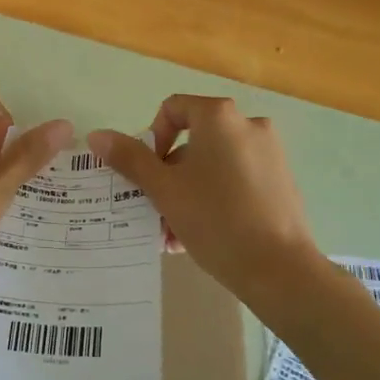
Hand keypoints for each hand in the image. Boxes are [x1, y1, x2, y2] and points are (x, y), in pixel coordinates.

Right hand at [90, 96, 322, 298]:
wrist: (279, 270)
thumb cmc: (216, 219)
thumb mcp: (164, 189)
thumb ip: (130, 158)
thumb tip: (97, 135)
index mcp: (220, 117)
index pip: (173, 109)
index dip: (152, 138)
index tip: (148, 174)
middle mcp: (249, 125)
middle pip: (193, 140)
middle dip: (168, 174)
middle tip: (156, 208)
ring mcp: (270, 153)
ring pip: (213, 165)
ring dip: (187, 192)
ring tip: (174, 232)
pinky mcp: (281, 181)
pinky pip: (236, 180)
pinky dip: (214, 198)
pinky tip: (200, 236)